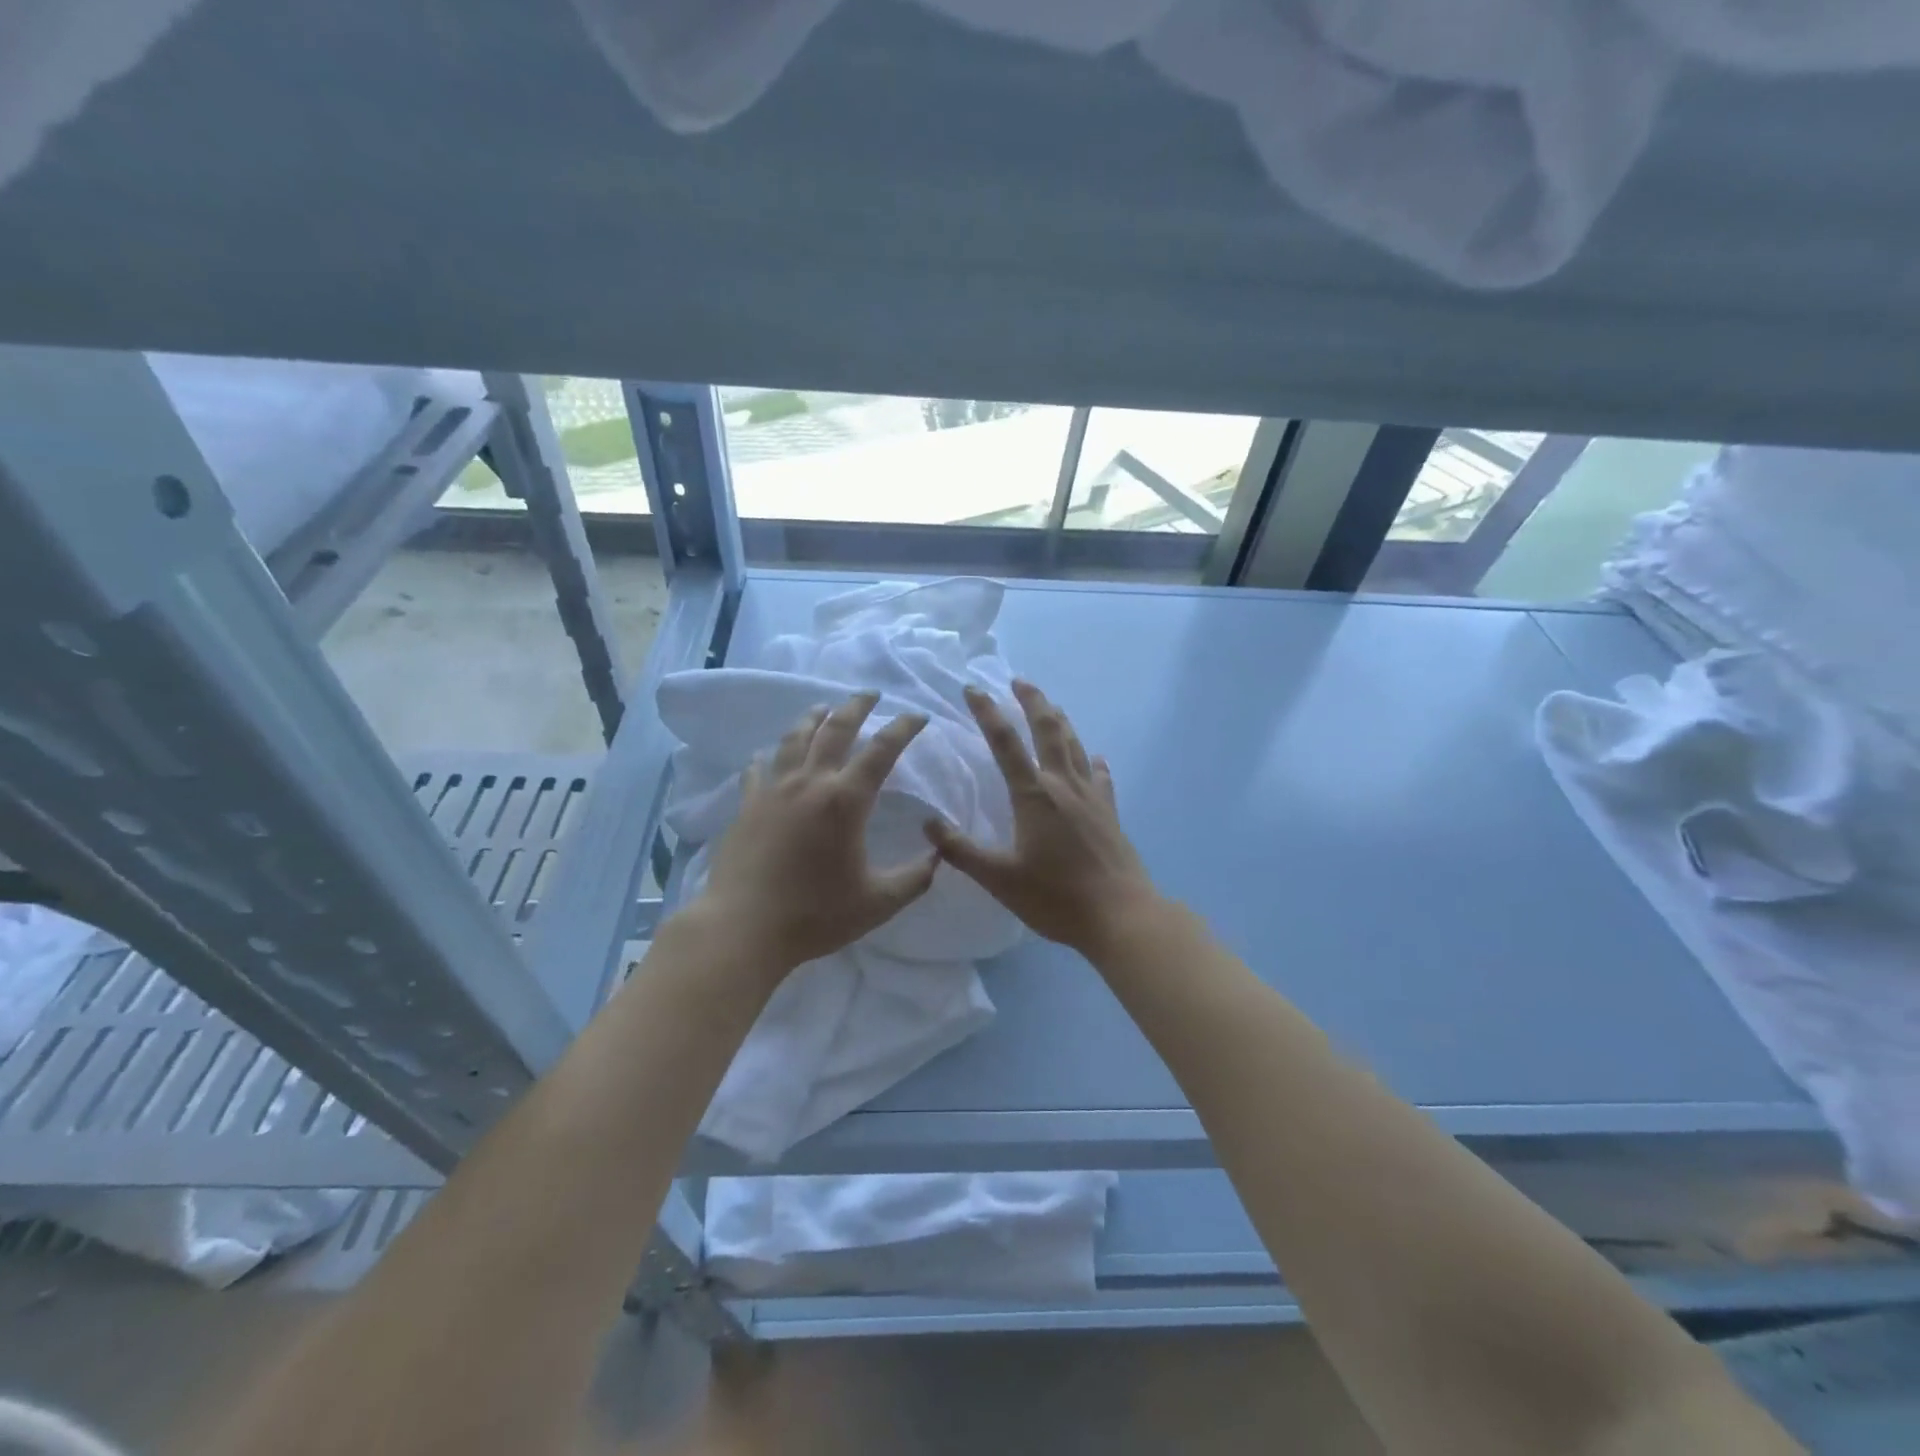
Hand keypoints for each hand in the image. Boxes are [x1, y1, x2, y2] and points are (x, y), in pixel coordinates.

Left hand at [694, 692, 937, 976]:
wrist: (744, 928)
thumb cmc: (815, 915)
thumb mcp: (878, 903)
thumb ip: (915, 878)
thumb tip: (937, 855)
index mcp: (845, 800)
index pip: (882, 750)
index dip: (903, 728)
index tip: (918, 716)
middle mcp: (810, 783)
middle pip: (835, 729)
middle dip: (856, 707)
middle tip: (870, 694)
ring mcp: (773, 791)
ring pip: (794, 739)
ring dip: (813, 718)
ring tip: (823, 708)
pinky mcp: (746, 806)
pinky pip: (757, 769)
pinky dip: (768, 757)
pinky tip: (767, 755)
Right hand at [927, 680, 1160, 956]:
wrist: (1120, 915)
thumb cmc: (1055, 897)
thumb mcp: (999, 879)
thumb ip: (962, 851)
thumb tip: (928, 824)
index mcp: (1033, 795)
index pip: (1005, 742)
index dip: (987, 712)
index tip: (973, 688)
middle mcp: (1063, 785)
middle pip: (1048, 730)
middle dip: (1032, 701)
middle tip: (1020, 681)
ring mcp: (1092, 797)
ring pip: (1075, 746)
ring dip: (1061, 721)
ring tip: (1051, 706)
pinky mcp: (1110, 813)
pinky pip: (1101, 777)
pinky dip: (1094, 762)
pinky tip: (1097, 758)